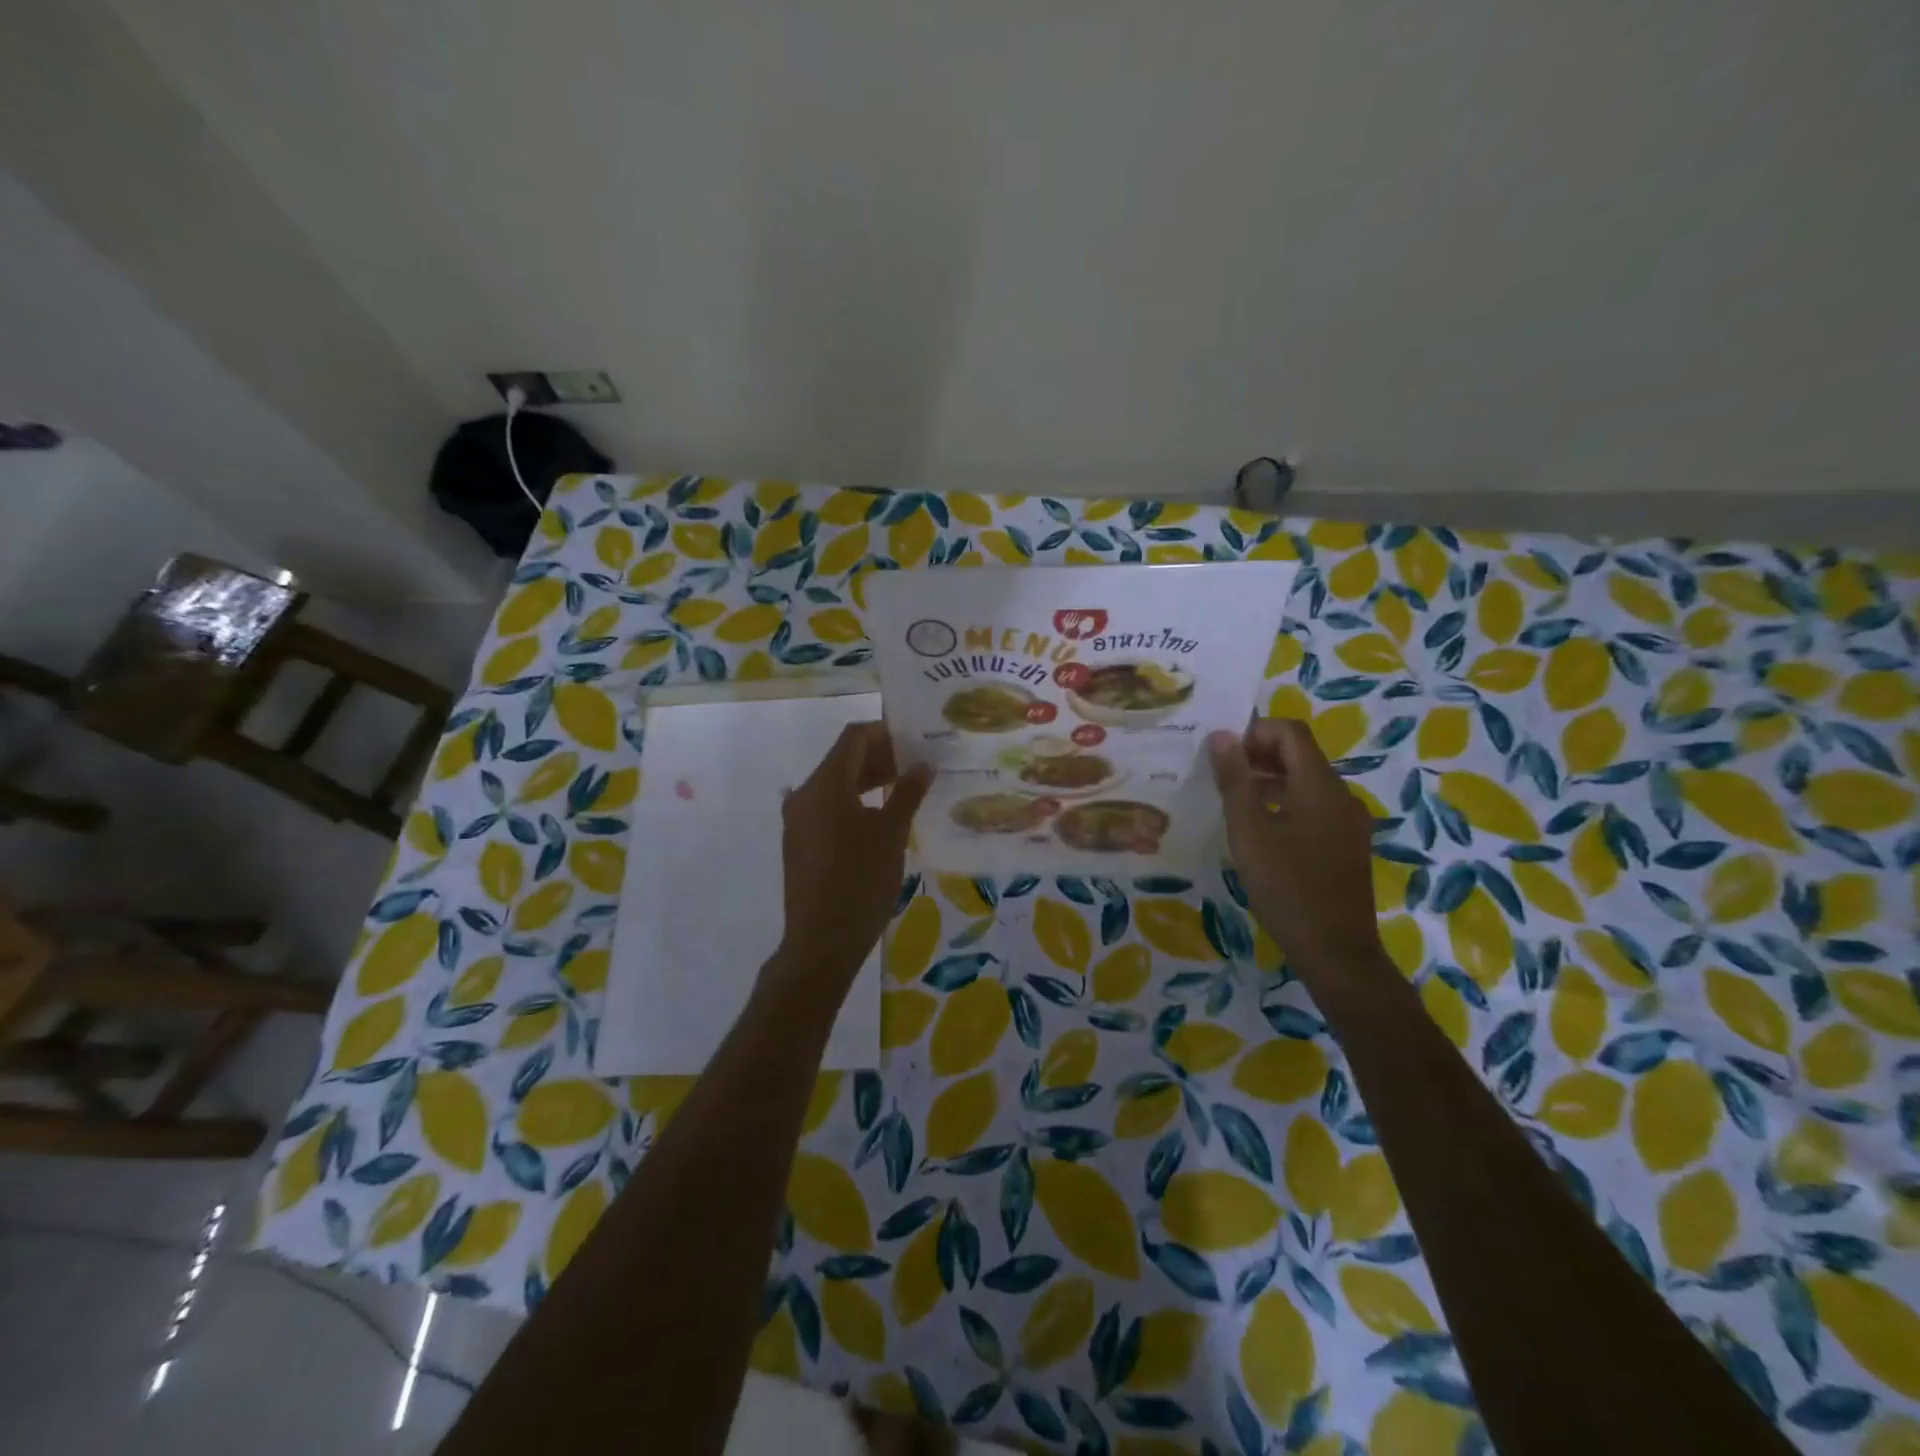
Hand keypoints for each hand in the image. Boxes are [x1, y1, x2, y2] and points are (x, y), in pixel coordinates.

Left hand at [774, 722, 932, 992]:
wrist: (821, 942)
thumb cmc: (860, 882)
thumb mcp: (891, 835)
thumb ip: (907, 793)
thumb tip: (923, 764)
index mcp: (825, 784)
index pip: (854, 738)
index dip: (885, 732)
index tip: (915, 737)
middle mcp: (805, 794)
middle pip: (843, 759)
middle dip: (880, 756)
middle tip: (918, 762)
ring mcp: (798, 819)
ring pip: (835, 784)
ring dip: (868, 780)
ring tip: (906, 787)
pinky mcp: (799, 842)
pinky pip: (827, 807)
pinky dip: (854, 801)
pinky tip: (881, 816)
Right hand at [1207, 719, 1385, 979]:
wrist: (1335, 950)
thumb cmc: (1286, 886)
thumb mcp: (1248, 831)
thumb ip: (1234, 780)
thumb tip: (1222, 736)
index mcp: (1320, 785)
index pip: (1290, 733)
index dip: (1254, 732)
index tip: (1220, 752)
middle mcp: (1342, 795)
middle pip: (1300, 755)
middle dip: (1258, 755)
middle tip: (1219, 775)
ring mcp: (1349, 822)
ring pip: (1306, 783)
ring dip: (1269, 780)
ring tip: (1232, 801)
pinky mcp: (1348, 845)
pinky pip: (1314, 808)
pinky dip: (1285, 804)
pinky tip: (1260, 831)